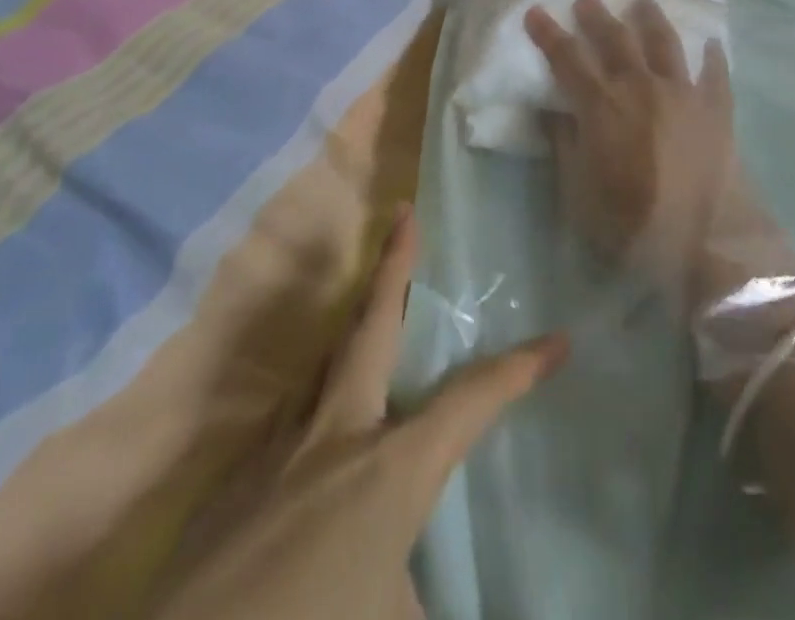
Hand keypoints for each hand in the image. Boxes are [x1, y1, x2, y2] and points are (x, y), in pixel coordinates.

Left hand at [157, 208, 566, 619]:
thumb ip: (421, 593)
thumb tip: (426, 587)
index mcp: (390, 469)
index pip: (472, 402)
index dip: (519, 369)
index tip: (557, 341)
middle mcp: (337, 434)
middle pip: (374, 326)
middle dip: (394, 265)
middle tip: (404, 213)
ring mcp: (279, 445)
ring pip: (326, 361)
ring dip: (354, 325)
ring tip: (373, 307)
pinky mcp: (237, 473)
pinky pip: (291, 413)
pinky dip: (316, 397)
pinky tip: (317, 426)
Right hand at [524, 0, 738, 297]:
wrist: (708, 243)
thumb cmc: (632, 226)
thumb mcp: (578, 195)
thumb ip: (564, 147)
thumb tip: (551, 111)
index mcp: (602, 106)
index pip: (567, 58)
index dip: (549, 34)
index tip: (536, 12)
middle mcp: (641, 87)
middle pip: (615, 39)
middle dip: (597, 15)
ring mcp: (683, 93)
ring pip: (664, 43)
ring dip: (650, 18)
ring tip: (642, 1)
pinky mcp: (717, 109)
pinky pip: (714, 73)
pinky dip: (712, 56)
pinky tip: (711, 43)